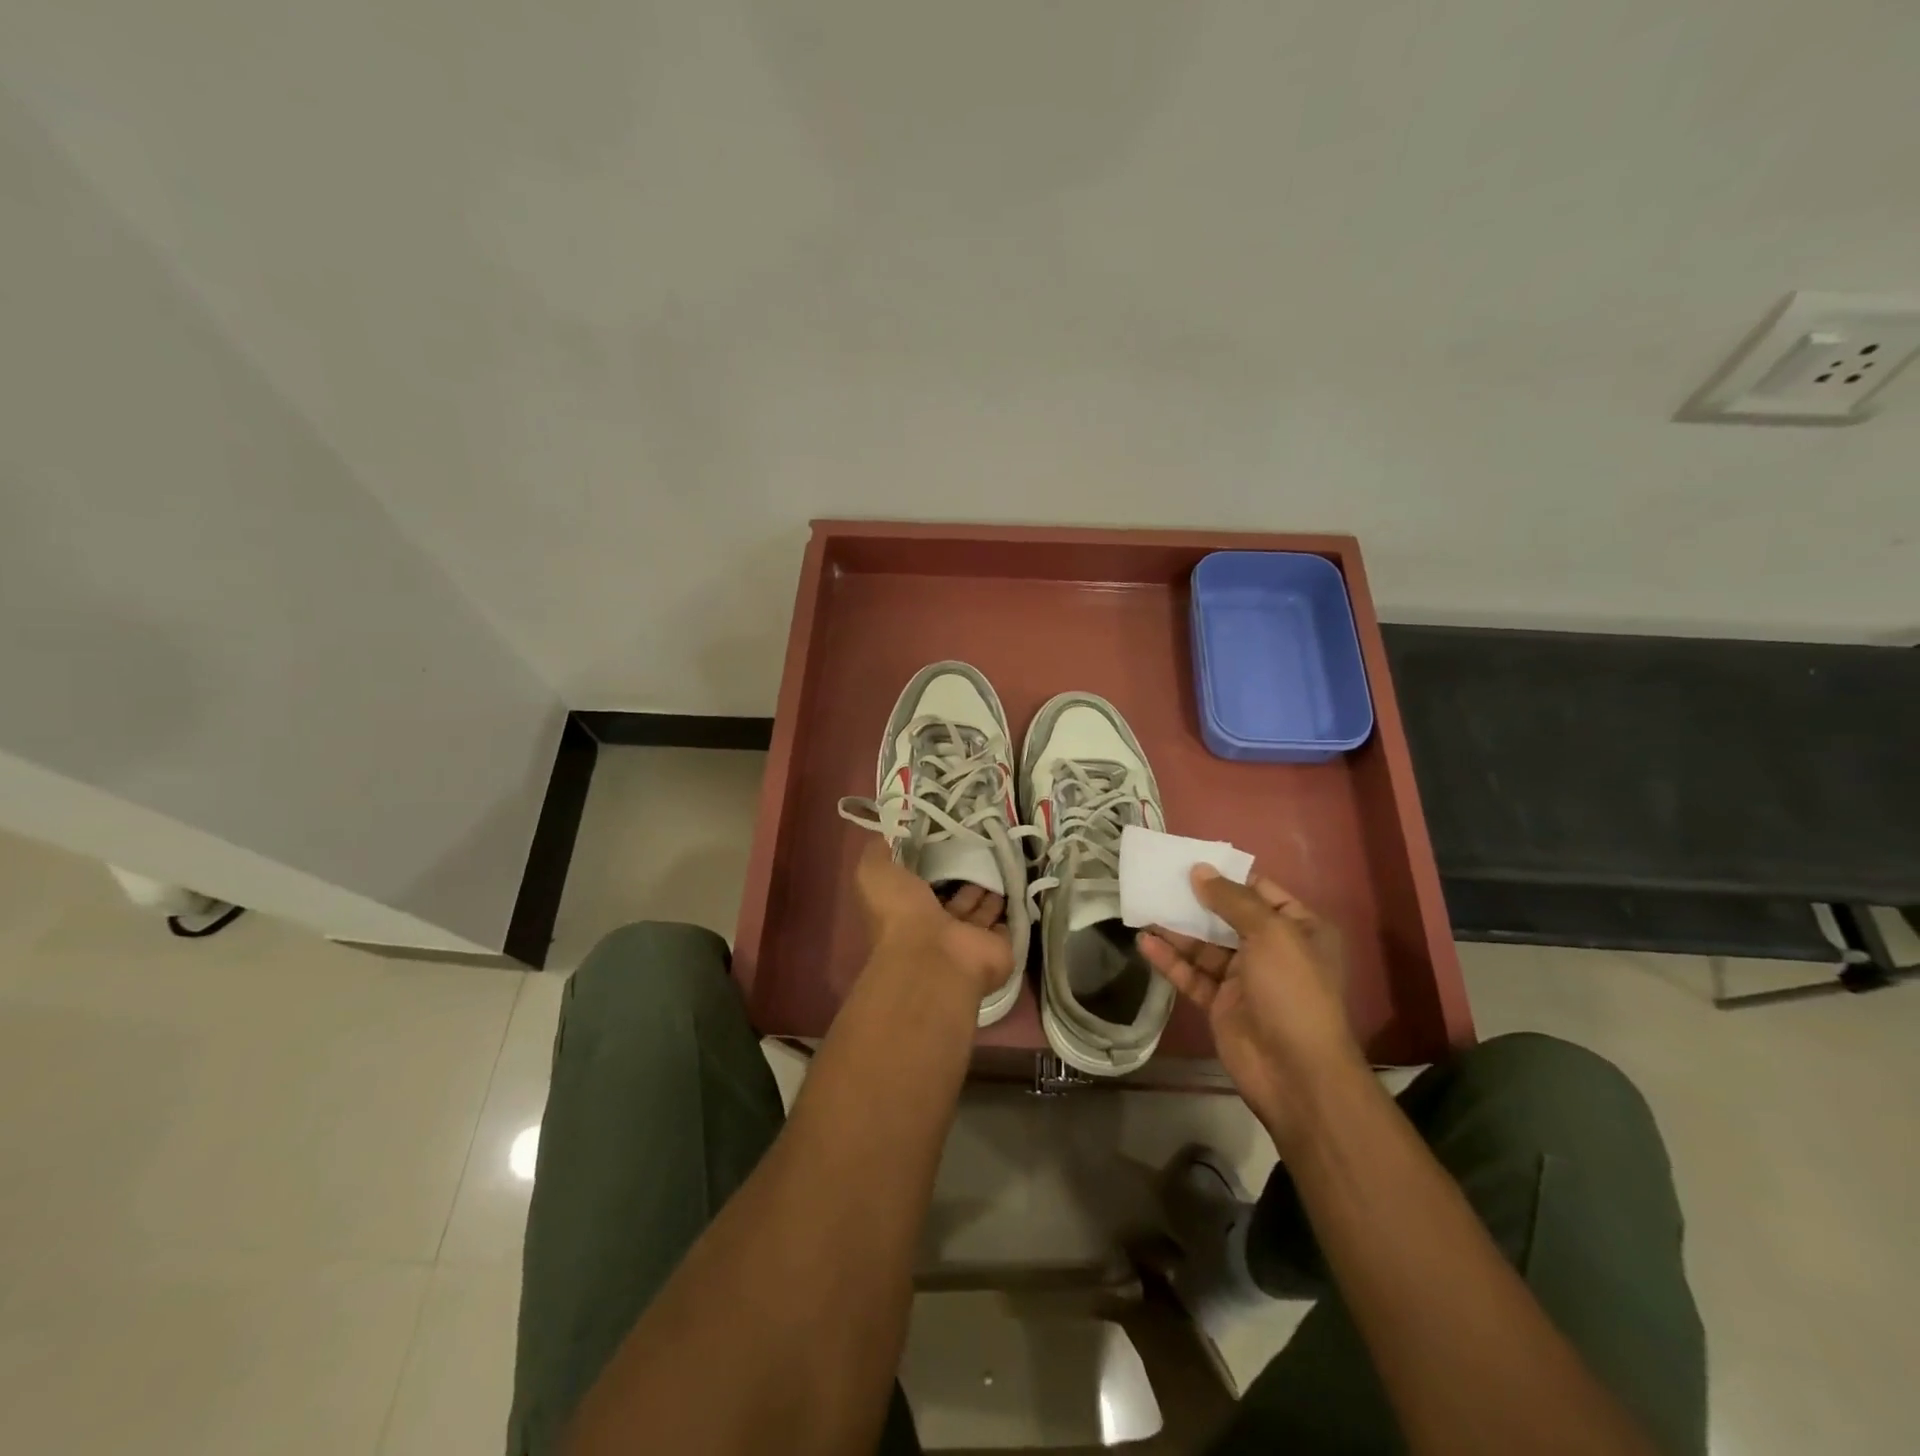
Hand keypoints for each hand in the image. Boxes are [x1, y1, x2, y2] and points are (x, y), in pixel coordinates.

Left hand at [853, 840, 1013, 1001]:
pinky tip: (1018, 883)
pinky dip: (1012, 908)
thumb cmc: (902, 915)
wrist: (936, 957)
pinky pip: (1007, 924)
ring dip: (989, 891)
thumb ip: (877, 854)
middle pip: (955, 899)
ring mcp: (969, 939)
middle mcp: (939, 927)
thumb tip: (885, 834)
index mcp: (910, 911)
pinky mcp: (997, 946)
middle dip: (965, 878)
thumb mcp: (875, 874)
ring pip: (980, 911)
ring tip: (1002, 861)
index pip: (923, 886)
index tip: (946, 839)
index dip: (932, 866)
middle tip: (981, 849)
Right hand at [1138, 867, 1363, 1143]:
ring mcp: (1245, 978)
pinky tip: (1145, 943)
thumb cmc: (1292, 991)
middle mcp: (1273, 949)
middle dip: (1194, 900)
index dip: (1226, 876)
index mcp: (1299, 928)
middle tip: (1157, 882)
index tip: (1189, 861)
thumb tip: (1199, 870)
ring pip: (1205, 946)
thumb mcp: (1271, 933)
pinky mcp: (1221, 1003)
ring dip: (1177, 929)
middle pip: (1227, 917)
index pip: (1260, 891)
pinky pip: (1192, 974)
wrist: (1296, 1073)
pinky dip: (1170, 959)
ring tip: (1143, 908)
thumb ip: (1232, 899)